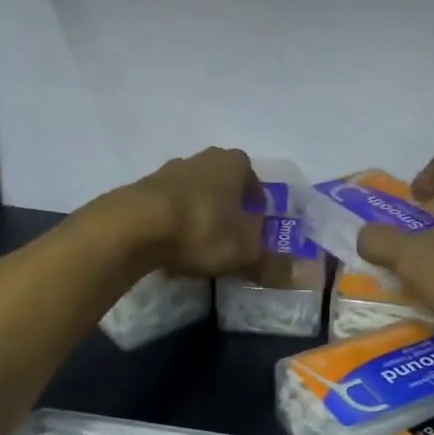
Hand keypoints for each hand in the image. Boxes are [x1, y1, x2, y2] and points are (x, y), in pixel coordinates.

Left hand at [121, 147, 268, 278]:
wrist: (135, 226)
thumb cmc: (202, 228)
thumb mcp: (245, 252)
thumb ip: (271, 262)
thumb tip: (299, 275)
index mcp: (233, 163)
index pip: (253, 179)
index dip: (258, 206)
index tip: (257, 231)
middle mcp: (202, 159)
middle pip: (222, 185)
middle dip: (228, 210)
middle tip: (231, 240)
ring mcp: (168, 172)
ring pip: (193, 194)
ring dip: (199, 216)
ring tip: (200, 248)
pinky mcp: (141, 190)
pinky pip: (167, 208)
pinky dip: (173, 225)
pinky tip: (172, 250)